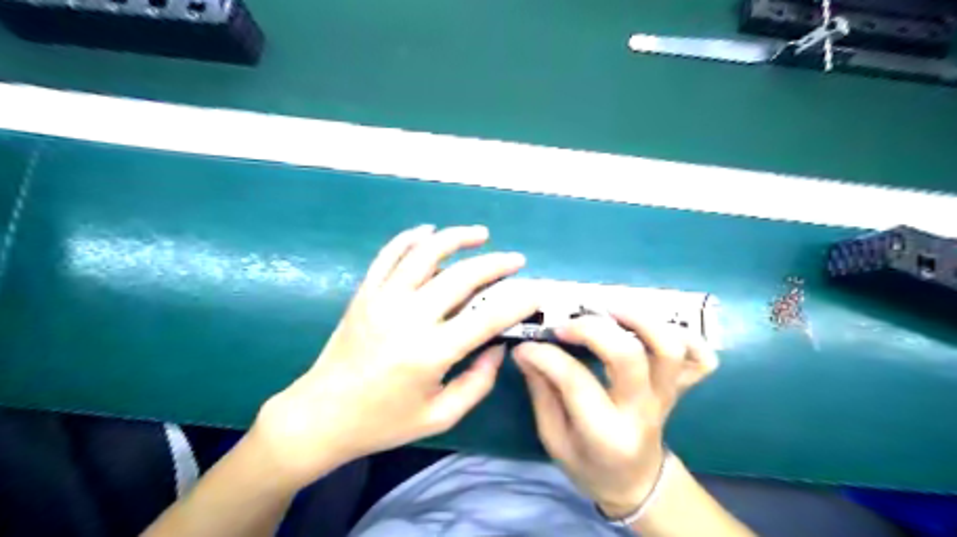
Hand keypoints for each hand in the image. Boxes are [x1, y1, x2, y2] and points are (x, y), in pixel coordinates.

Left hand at [251, 224, 537, 487]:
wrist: (321, 415)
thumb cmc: (384, 421)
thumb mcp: (440, 416)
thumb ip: (478, 383)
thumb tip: (499, 347)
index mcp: (430, 353)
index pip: (487, 318)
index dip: (518, 302)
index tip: (536, 292)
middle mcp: (408, 318)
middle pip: (461, 277)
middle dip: (495, 264)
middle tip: (515, 260)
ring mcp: (383, 300)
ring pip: (425, 254)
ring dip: (456, 238)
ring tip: (480, 233)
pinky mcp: (364, 293)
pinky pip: (388, 255)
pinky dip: (410, 238)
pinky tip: (429, 231)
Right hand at [516, 312, 717, 516]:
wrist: (635, 481)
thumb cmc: (588, 464)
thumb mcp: (554, 439)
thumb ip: (541, 392)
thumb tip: (526, 350)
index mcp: (605, 434)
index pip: (575, 382)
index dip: (546, 356)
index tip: (526, 346)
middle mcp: (642, 411)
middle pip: (628, 356)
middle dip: (592, 329)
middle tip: (565, 325)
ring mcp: (667, 396)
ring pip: (668, 348)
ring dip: (639, 319)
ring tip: (608, 309)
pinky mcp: (680, 388)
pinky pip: (701, 359)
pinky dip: (686, 335)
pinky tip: (653, 326)